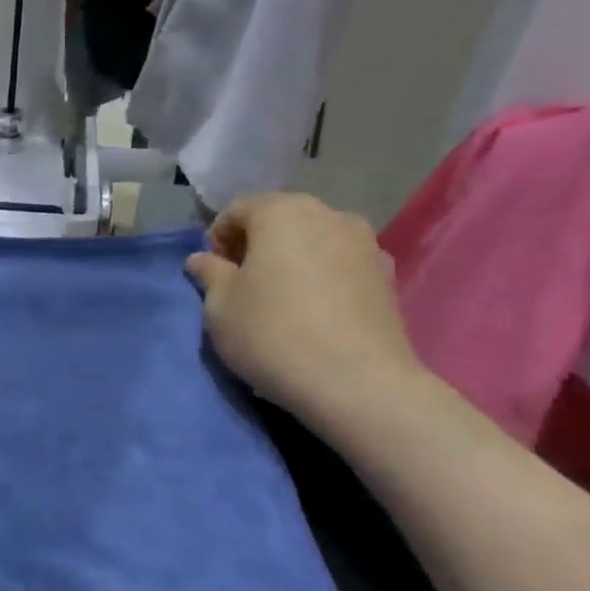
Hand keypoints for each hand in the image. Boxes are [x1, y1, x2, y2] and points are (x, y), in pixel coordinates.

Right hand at [185, 193, 423, 424]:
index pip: (238, 209)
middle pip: (281, 220)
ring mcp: (366, 244)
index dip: (217, 237)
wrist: (356, 381)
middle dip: (256, 245)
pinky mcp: (387, 276)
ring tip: (277, 300)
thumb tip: (203, 259)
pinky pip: (339, 265)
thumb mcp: (219, 306)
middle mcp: (329, 215)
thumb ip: (209, 274)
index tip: (211, 272)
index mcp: (283, 212)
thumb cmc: (271, 333)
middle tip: (240, 285)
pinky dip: (320, 278)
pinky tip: (311, 313)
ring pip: (313, 241)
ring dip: (290, 260)